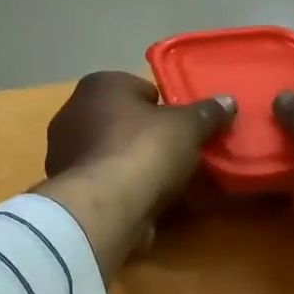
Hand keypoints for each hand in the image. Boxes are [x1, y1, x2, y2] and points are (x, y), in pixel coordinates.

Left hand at [34, 72, 235, 276]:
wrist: (105, 208)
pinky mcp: (68, 190)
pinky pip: (106, 185)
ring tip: (170, 187)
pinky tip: (149, 206)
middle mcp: (73, 113)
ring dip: (137, 168)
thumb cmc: (144, 151)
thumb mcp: (188, 128)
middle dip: (150, 139)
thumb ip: (207, 113)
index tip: (184, 129)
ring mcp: (65, 154)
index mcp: (99, 86)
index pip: (140, 89)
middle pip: (125, 123)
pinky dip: (125, 193)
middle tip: (180, 157)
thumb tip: (228, 101)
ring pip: (114, 156)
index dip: (166, 109)